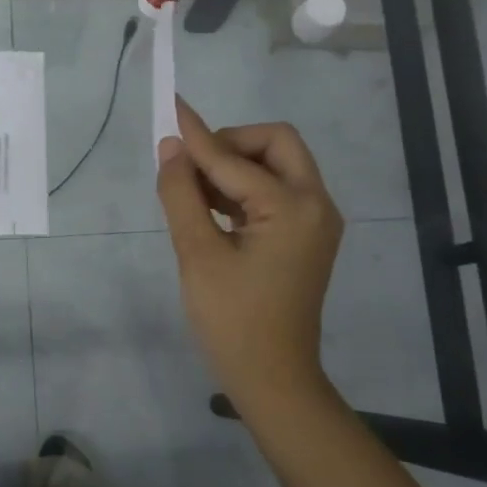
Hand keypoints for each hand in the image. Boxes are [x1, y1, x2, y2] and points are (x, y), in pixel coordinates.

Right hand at [155, 98, 344, 412]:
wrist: (273, 379)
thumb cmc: (232, 321)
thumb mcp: (197, 255)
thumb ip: (181, 194)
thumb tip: (171, 147)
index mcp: (293, 208)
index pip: (234, 159)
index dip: (197, 136)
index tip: (170, 107)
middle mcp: (315, 205)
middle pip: (276, 143)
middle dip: (231, 144)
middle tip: (191, 164)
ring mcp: (315, 221)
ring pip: (277, 165)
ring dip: (235, 165)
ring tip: (191, 188)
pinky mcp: (306, 236)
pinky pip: (276, 191)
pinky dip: (244, 188)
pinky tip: (210, 206)